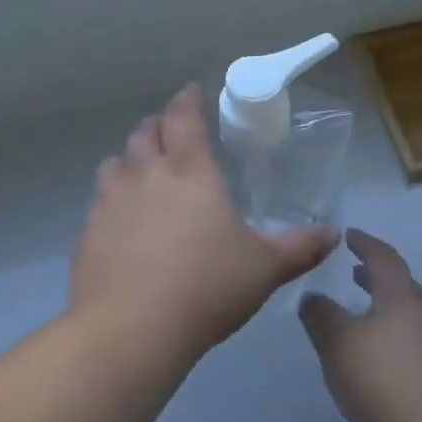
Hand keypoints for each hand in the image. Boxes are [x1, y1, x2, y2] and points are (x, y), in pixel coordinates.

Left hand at [69, 86, 337, 357]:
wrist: (131, 329)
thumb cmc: (206, 288)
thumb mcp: (264, 269)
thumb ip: (299, 248)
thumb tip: (333, 234)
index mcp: (190, 172)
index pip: (184, 118)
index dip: (187, 100)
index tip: (191, 92)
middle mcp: (146, 176)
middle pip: (144, 133)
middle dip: (158, 125)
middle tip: (170, 131)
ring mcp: (111, 202)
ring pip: (115, 162)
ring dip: (130, 158)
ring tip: (142, 171)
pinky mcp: (88, 232)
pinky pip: (99, 201)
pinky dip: (112, 198)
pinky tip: (122, 221)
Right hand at [300, 230, 421, 421]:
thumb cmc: (385, 380)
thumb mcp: (338, 345)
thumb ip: (320, 316)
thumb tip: (312, 297)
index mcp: (401, 296)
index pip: (383, 257)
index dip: (365, 243)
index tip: (349, 235)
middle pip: (400, 284)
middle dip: (375, 276)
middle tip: (355, 273)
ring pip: (409, 313)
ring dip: (385, 306)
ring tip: (363, 315)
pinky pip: (416, 339)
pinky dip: (395, 333)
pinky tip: (382, 357)